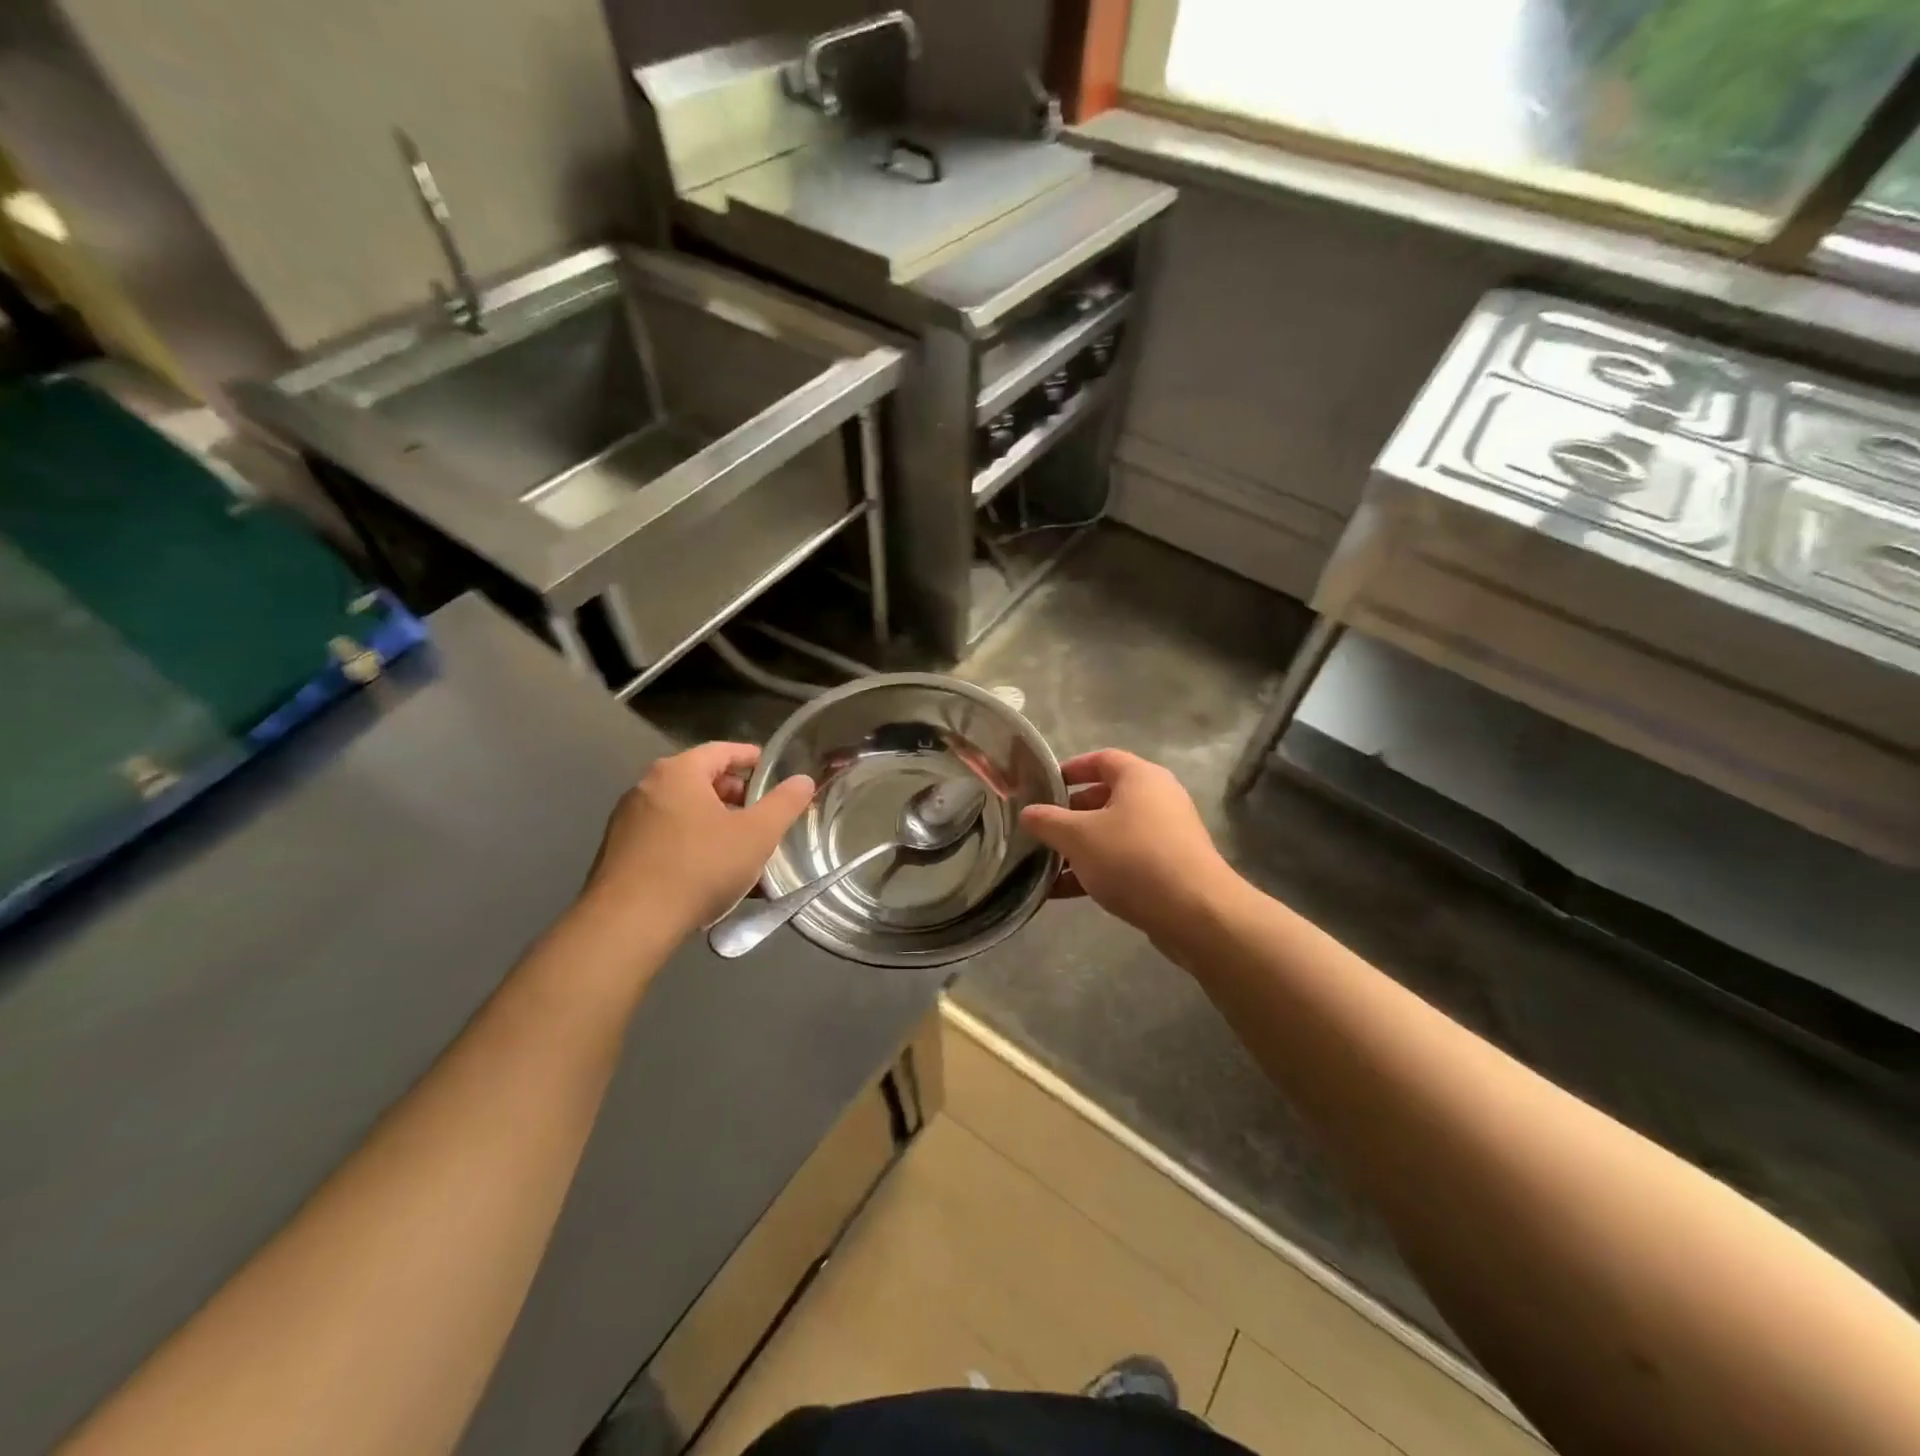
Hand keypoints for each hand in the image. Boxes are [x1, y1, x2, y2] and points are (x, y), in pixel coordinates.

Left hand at [583, 743, 814, 939]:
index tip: (773, 770)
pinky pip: (665, 837)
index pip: (721, 750)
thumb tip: (803, 780)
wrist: (628, 924)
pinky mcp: (618, 853)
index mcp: (678, 772)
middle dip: (734, 795)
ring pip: (683, 811)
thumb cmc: (699, 867)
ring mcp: (627, 821)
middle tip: (761, 814)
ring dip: (714, 822)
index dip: (751, 758)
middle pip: (700, 780)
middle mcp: (647, 787)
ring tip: (740, 848)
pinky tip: (708, 873)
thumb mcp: (756, 835)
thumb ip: (784, 803)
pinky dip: (691, 843)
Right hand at [1020, 750, 1240, 944]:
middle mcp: (1157, 798)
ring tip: (1044, 865)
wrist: (1194, 912)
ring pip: (1113, 833)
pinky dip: (1096, 870)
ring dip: (1079, 848)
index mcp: (1140, 777)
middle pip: (1105, 797)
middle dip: (1070, 814)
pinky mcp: (1169, 867)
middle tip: (1041, 829)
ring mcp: (1166, 835)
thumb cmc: (1132, 859)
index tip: (1043, 786)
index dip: (1070, 769)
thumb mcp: (1078, 837)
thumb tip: (1027, 812)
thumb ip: (1048, 821)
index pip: (1101, 759)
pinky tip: (1063, 892)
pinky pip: (1125, 861)